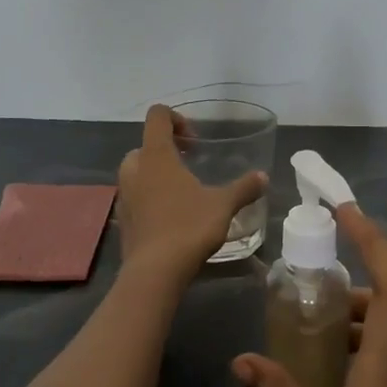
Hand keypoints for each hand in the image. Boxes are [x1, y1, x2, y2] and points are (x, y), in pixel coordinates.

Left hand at [116, 105, 267, 281]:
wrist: (155, 270)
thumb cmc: (189, 227)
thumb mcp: (223, 205)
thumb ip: (243, 188)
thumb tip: (263, 177)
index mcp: (156, 156)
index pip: (157, 116)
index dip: (176, 119)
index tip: (195, 141)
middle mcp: (134, 169)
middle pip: (145, 145)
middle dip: (166, 150)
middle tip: (189, 165)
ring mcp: (124, 195)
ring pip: (137, 172)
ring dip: (156, 174)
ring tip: (182, 192)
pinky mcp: (122, 218)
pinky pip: (135, 197)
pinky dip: (149, 198)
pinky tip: (171, 217)